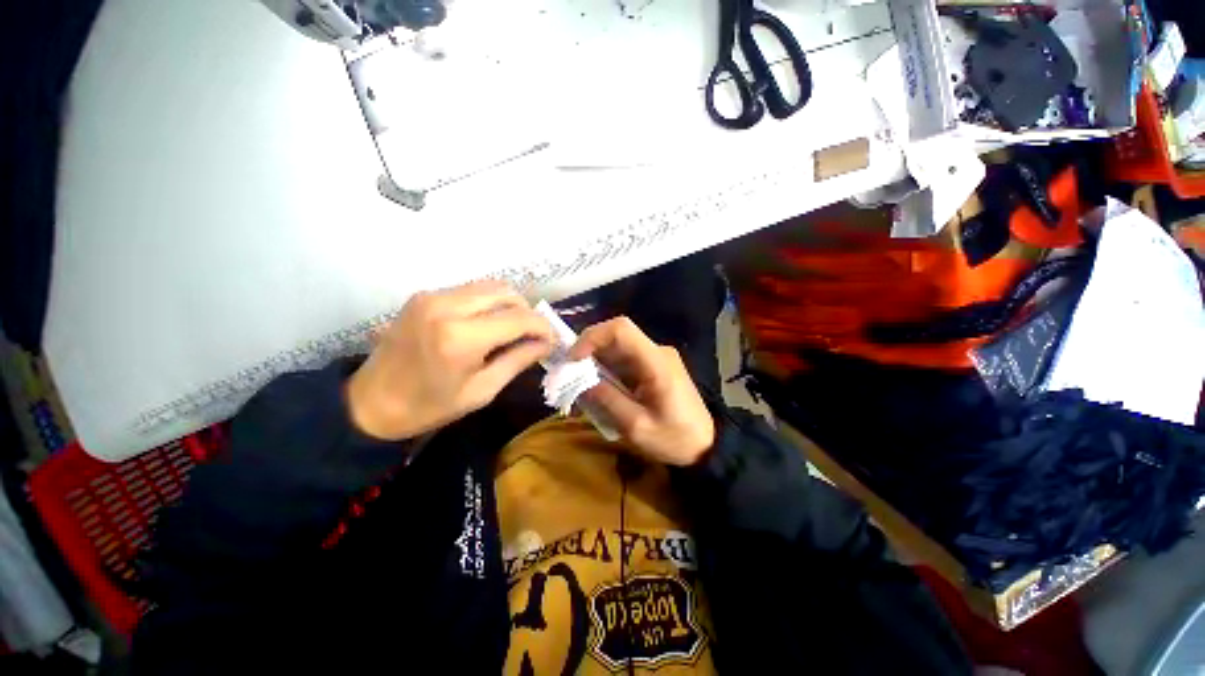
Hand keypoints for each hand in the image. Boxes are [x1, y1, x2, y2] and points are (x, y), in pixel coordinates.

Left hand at [346, 280, 554, 440]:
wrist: (370, 403)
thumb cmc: (429, 407)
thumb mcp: (481, 391)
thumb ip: (518, 361)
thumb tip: (546, 343)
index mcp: (461, 337)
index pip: (519, 318)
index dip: (543, 327)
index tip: (552, 340)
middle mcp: (447, 306)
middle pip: (507, 292)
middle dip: (527, 312)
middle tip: (532, 335)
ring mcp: (432, 296)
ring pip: (490, 286)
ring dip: (509, 305)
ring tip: (513, 329)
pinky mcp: (424, 295)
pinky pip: (471, 290)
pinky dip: (489, 303)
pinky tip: (488, 324)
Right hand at [569, 317, 714, 465]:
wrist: (706, 445)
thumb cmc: (674, 439)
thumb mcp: (636, 427)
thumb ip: (607, 400)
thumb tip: (580, 380)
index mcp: (656, 362)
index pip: (621, 330)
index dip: (592, 337)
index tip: (572, 359)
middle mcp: (657, 351)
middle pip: (616, 336)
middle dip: (589, 351)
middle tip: (570, 374)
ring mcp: (656, 357)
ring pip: (618, 348)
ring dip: (596, 362)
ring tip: (581, 386)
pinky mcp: (654, 365)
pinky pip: (625, 360)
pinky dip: (607, 370)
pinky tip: (599, 388)